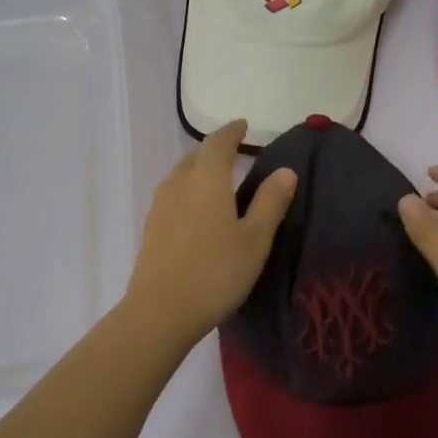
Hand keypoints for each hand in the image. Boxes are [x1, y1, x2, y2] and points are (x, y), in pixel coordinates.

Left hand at [123, 120, 297, 343]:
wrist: (160, 311)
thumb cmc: (215, 272)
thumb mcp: (254, 239)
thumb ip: (270, 202)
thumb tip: (285, 171)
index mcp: (207, 179)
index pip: (218, 142)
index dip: (232, 131)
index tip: (243, 125)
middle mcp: (179, 183)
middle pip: (197, 156)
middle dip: (216, 149)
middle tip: (236, 152)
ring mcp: (160, 205)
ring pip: (182, 174)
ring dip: (200, 169)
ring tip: (218, 179)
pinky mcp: (151, 227)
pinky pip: (173, 194)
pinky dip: (189, 190)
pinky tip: (198, 209)